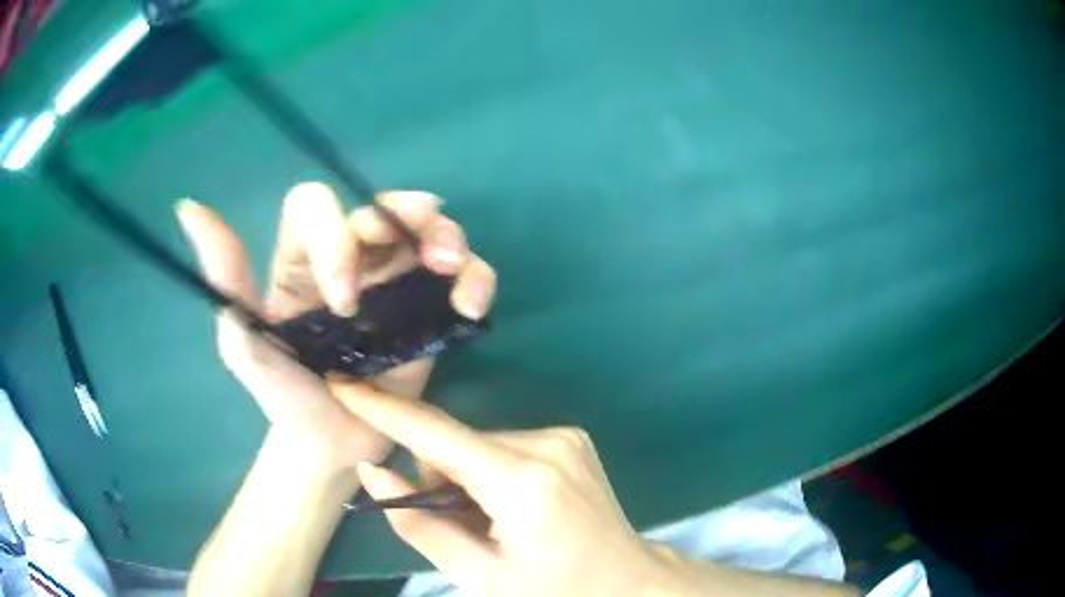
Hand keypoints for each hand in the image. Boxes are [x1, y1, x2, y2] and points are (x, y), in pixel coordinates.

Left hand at [176, 183, 496, 465]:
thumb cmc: (285, 397)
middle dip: (409, 217)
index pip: (316, 207)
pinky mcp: (427, 310)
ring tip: (455, 271)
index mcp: (300, 258)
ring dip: (449, 240)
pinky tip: (472, 306)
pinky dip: (475, 280)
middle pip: (381, 207)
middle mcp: (349, 258)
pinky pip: (460, 278)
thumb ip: (224, 280)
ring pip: (428, 232)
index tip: (344, 300)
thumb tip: (187, 207)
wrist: (332, 445)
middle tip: (432, 247)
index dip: (334, 235)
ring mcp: (393, 282)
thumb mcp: (243, 343)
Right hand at [330, 383, 679, 596]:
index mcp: (524, 482)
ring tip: (489, 524)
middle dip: (437, 478)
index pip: (435, 435)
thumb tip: (375, 471)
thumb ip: (420, 526)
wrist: (628, 584)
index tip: (341, 384)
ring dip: (465, 478)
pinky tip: (511, 510)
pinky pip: (505, 447)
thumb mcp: (480, 577)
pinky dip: (491, 474)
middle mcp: (547, 443)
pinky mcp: (571, 439)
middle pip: (457, 443)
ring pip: (479, 445)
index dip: (383, 409)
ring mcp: (565, 437)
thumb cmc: (556, 592)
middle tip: (456, 525)